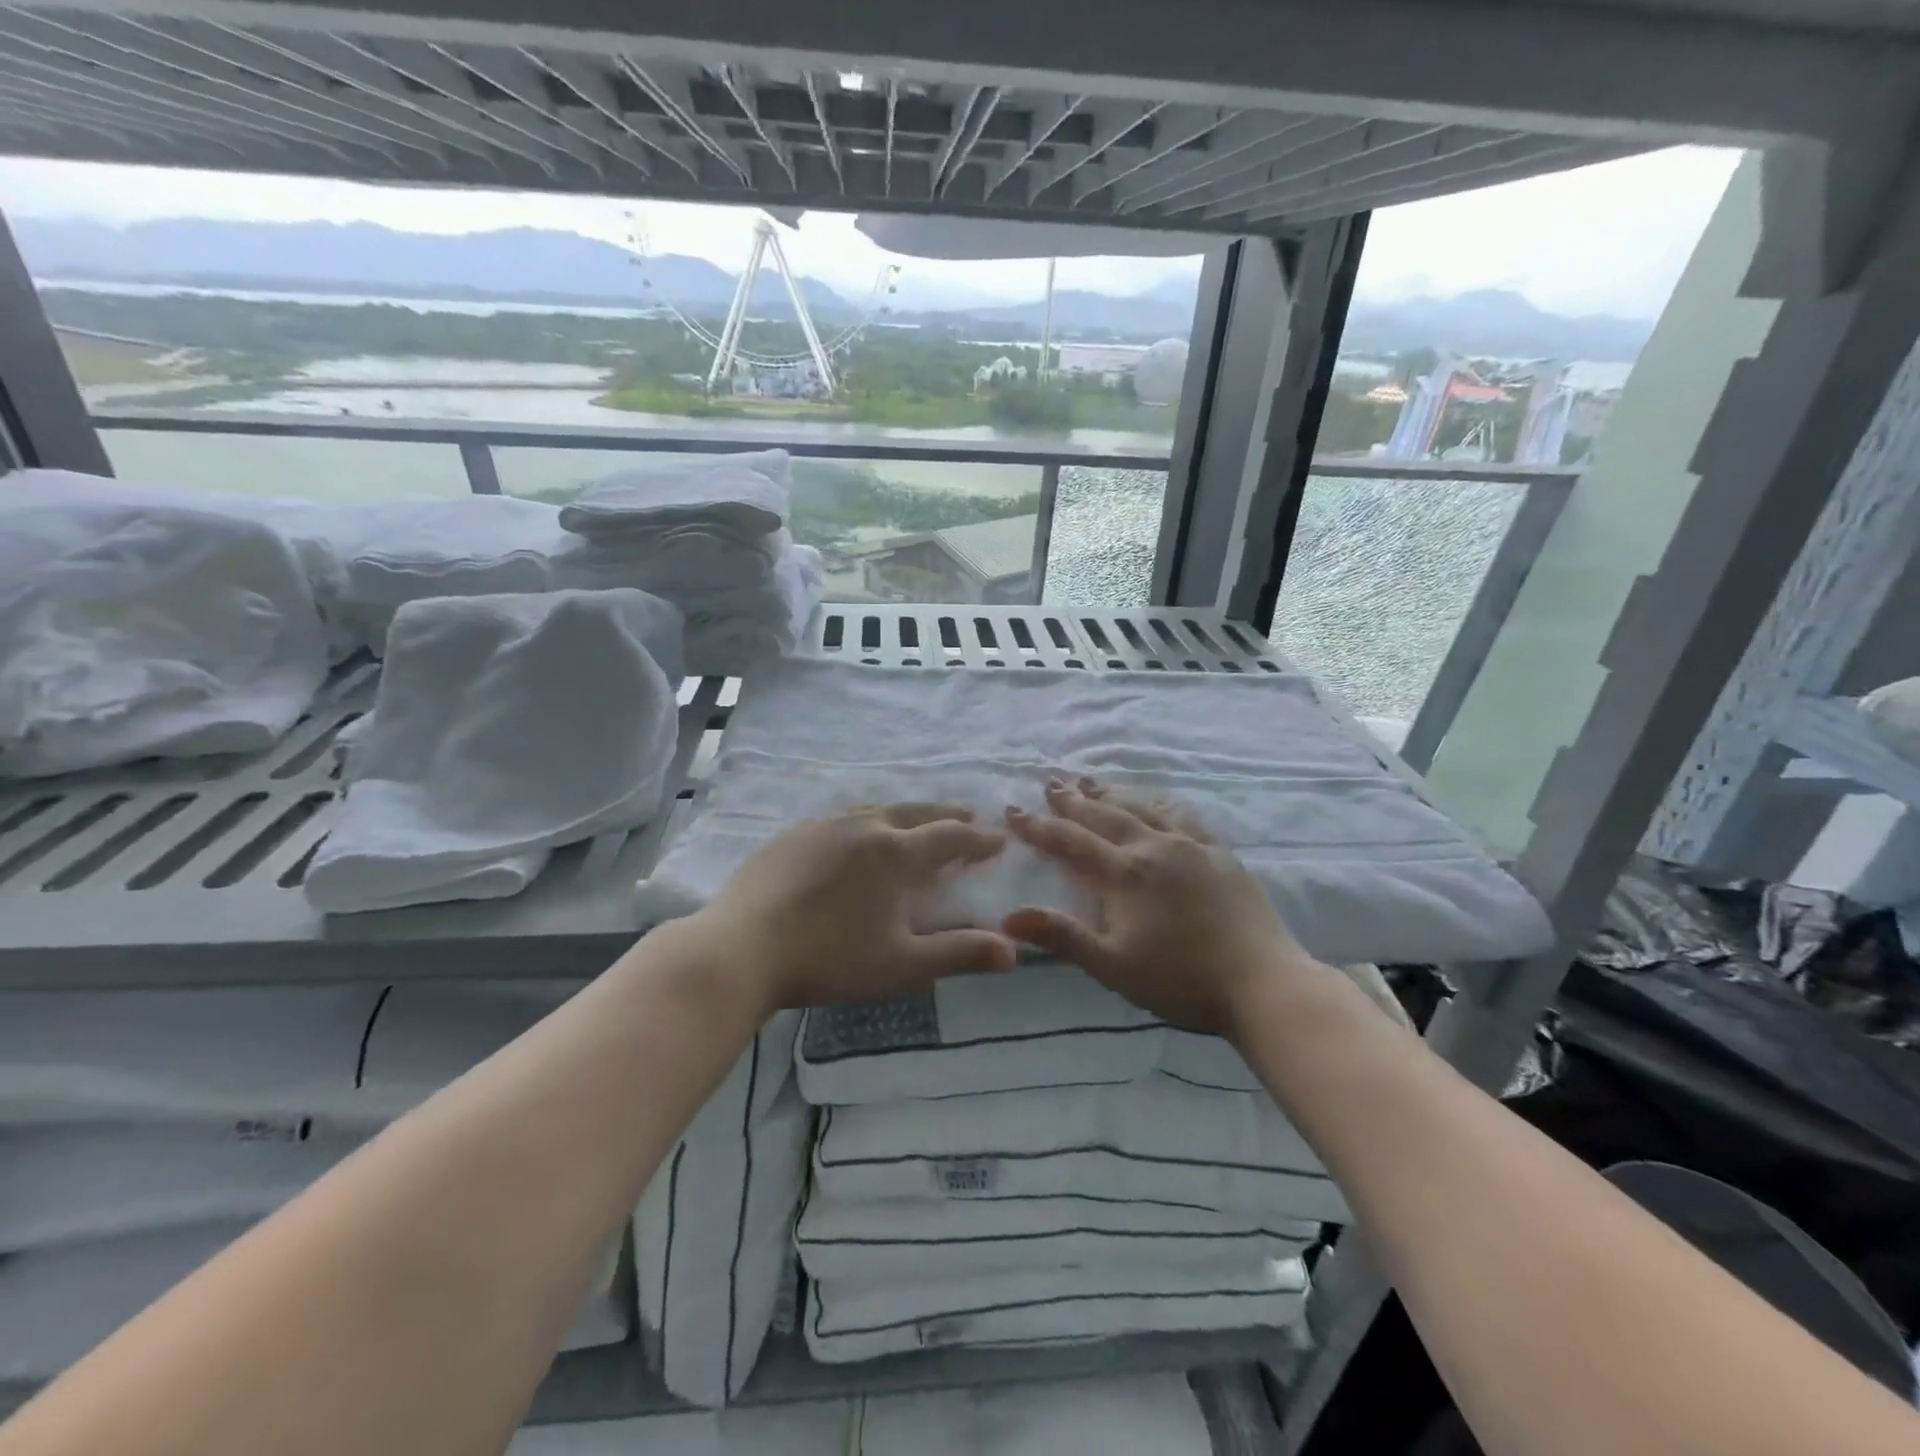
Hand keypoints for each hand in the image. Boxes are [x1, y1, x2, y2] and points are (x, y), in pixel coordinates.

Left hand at [690, 802, 1015, 1011]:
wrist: (741, 948)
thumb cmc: (829, 959)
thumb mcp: (902, 964)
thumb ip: (959, 953)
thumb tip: (1013, 950)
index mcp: (896, 853)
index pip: (950, 838)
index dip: (978, 840)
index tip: (998, 840)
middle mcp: (865, 826)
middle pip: (916, 812)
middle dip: (948, 815)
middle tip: (968, 818)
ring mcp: (824, 825)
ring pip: (878, 808)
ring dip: (907, 813)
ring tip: (918, 820)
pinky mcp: (793, 834)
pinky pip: (843, 817)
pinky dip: (867, 819)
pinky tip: (858, 833)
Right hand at [1003, 778, 1324, 1036]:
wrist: (1263, 982)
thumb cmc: (1181, 980)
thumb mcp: (1113, 966)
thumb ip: (1062, 937)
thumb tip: (1008, 917)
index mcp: (1126, 873)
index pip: (1072, 841)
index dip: (1039, 826)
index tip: (1013, 809)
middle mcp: (1155, 847)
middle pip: (1106, 814)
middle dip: (1074, 799)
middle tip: (1051, 782)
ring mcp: (1192, 846)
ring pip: (1143, 808)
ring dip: (1113, 794)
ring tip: (1092, 782)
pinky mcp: (1220, 854)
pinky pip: (1183, 816)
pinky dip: (1159, 803)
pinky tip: (1157, 802)